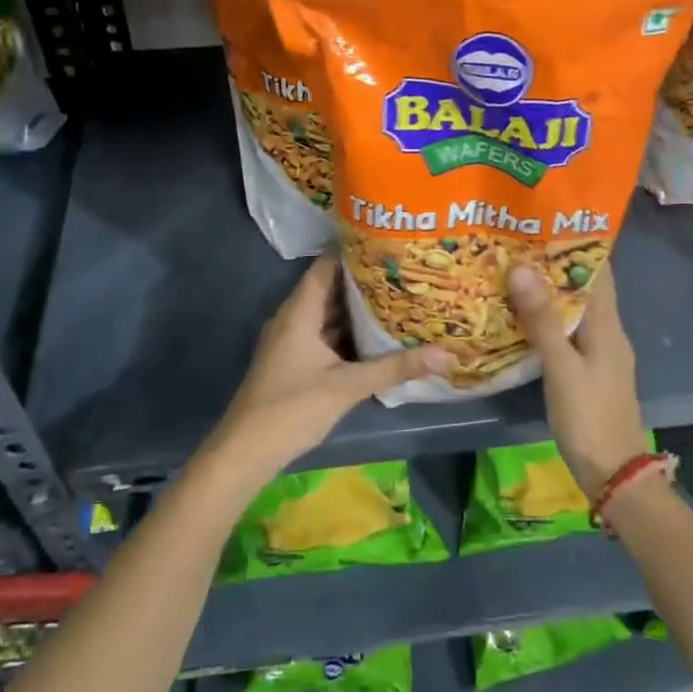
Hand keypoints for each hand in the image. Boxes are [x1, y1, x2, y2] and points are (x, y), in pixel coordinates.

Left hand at [206, 252, 450, 485]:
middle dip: (363, 279)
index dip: (353, 249)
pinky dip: (348, 331)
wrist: (246, 451)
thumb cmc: (292, 408)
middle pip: (330, 288)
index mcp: (299, 311)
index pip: (326, 265)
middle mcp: (293, 318)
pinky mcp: (294, 361)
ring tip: (397, 295)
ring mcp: (291, 341)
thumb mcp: (347, 385)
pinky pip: (325, 335)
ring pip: (328, 314)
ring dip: (357, 307)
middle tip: (402, 268)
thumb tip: (446, 354)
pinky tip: (375, 336)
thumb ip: (395, 368)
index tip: (386, 240)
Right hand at [507, 263, 647, 494]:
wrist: (614, 474)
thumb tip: (521, 268)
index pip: (598, 271)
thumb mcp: (561, 367)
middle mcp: (609, 333)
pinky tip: (523, 318)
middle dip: (555, 266)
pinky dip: (549, 319)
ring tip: (514, 273)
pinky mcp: (590, 371)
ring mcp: (601, 353)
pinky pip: (570, 332)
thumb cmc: (589, 417)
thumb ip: (542, 320)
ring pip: (575, 311)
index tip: (544, 223)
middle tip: (517, 245)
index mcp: (608, 325)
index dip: (576, 245)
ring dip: (550, 292)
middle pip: (584, 288)